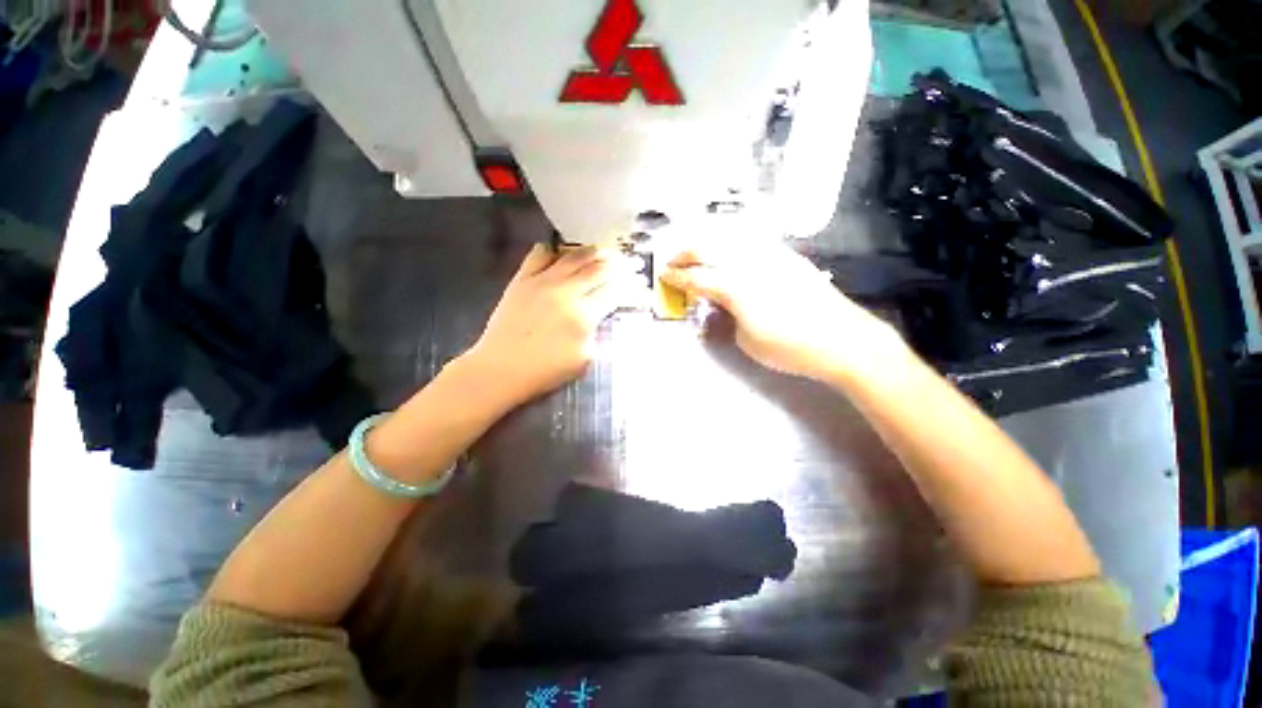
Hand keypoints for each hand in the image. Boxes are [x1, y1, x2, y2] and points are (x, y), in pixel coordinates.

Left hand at [463, 245, 635, 407]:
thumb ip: (596, 334)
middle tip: (629, 261)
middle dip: (619, 264)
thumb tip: (600, 316)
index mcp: (583, 315)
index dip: (629, 283)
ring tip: (605, 250)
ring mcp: (542, 282)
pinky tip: (560, 252)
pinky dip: (553, 250)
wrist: (500, 369)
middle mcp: (566, 292)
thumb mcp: (583, 360)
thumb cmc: (545, 371)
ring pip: (573, 258)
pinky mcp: (521, 280)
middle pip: (598, 269)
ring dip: (593, 252)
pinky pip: (539, 255)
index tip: (639, 278)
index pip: (613, 291)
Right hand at [661, 240, 907, 382]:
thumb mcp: (746, 340)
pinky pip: (752, 241)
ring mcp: (770, 255)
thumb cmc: (789, 348)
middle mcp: (749, 263)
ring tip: (696, 252)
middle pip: (708, 247)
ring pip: (729, 237)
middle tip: (673, 261)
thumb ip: (726, 316)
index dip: (676, 277)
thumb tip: (718, 303)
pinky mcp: (787, 256)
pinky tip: (728, 248)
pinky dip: (732, 242)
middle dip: (685, 253)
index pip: (697, 278)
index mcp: (735, 287)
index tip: (663, 275)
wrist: (842, 340)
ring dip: (707, 243)